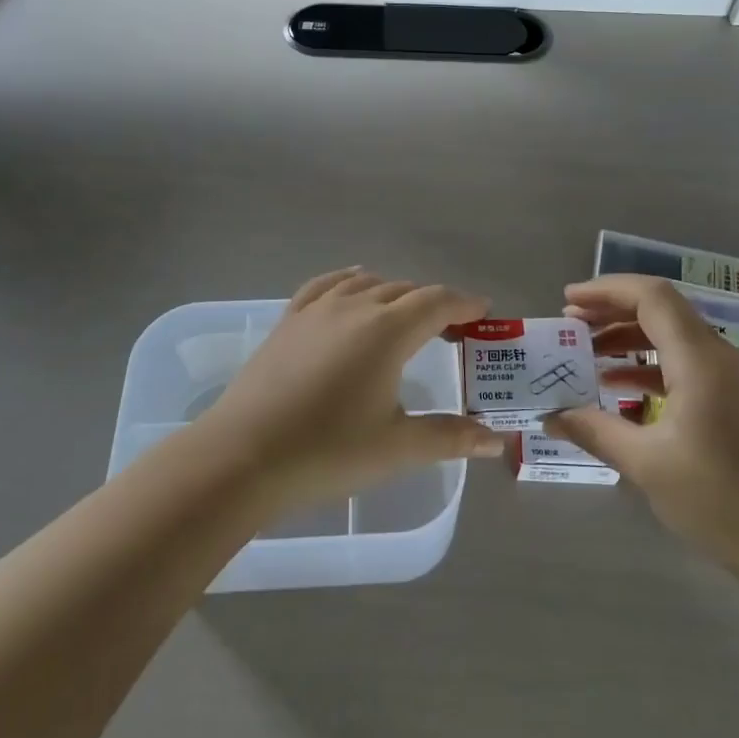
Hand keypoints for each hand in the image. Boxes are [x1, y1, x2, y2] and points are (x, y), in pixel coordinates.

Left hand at [203, 268, 504, 510]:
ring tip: (406, 316)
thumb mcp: (396, 448)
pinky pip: (326, 285)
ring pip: (367, 283)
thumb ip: (449, 438)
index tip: (483, 312)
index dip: (464, 303)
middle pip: (405, 291)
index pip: (437, 302)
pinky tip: (352, 285)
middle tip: (452, 329)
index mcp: (388, 331)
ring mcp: (316, 310)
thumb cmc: (327, 451)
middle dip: (434, 303)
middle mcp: (355, 307)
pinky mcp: (288, 321)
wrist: (242, 456)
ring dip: (395, 294)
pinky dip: (349, 281)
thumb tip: (495, 441)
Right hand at [545, 275, 738, 587]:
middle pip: (662, 311)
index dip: (606, 290)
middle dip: (613, 311)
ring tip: (588, 354)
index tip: (568, 300)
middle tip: (571, 324)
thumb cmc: (719, 500)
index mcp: (700, 360)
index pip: (651, 297)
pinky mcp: (738, 401)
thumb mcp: (646, 465)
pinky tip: (621, 388)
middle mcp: (721, 357)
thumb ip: (595, 431)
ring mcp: (734, 379)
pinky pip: (687, 364)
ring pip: (674, 337)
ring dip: (630, 339)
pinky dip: (651, 365)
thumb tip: (551, 416)